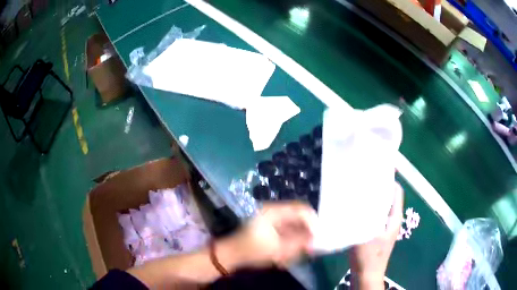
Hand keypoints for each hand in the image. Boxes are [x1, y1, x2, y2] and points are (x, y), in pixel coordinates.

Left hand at [218, 201, 316, 268]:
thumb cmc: (252, 250)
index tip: (318, 237)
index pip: (301, 209)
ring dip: (299, 239)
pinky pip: (288, 232)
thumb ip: (299, 243)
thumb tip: (316, 239)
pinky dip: (292, 242)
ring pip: (295, 226)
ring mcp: (272, 220)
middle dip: (306, 232)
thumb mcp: (277, 248)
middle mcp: (274, 212)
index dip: (313, 222)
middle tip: (311, 246)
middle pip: (299, 217)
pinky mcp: (271, 228)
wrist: (232, 255)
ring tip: (298, 252)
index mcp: (274, 211)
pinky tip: (289, 253)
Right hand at [348, 183, 403, 288]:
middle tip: (362, 175)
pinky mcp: (375, 232)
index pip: (396, 191)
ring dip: (371, 197)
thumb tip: (358, 195)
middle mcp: (391, 219)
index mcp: (394, 217)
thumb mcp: (365, 234)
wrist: (366, 276)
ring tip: (356, 188)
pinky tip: (353, 206)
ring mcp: (383, 227)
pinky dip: (366, 208)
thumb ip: (362, 216)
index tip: (377, 167)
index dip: (390, 178)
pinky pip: (372, 215)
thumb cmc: (369, 257)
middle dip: (378, 186)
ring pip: (379, 206)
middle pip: (387, 197)